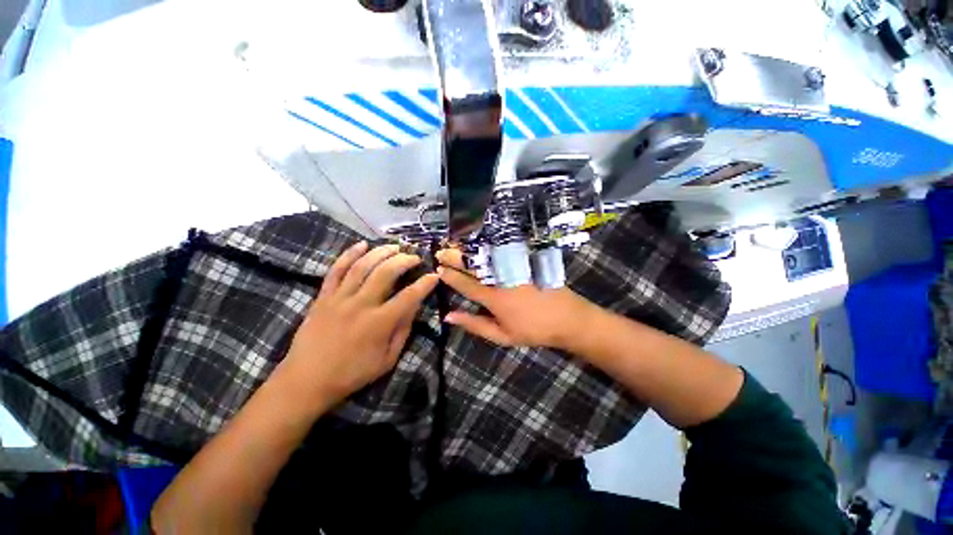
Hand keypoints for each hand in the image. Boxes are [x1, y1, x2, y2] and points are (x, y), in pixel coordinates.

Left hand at [281, 242, 438, 406]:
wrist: (306, 380)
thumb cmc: (351, 374)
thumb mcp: (387, 360)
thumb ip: (403, 331)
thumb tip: (414, 307)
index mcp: (379, 323)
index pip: (409, 297)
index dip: (424, 284)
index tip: (434, 275)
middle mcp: (361, 305)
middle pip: (386, 273)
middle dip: (404, 260)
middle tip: (415, 257)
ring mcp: (339, 298)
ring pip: (362, 266)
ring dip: (381, 252)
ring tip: (394, 246)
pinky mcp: (323, 297)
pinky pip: (336, 270)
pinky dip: (349, 254)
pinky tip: (362, 244)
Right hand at [435, 249, 599, 348]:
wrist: (567, 318)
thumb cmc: (533, 330)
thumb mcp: (502, 336)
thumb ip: (475, 325)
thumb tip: (449, 316)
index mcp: (493, 298)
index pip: (465, 284)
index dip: (450, 276)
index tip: (438, 269)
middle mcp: (500, 279)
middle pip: (473, 266)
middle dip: (455, 258)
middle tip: (441, 252)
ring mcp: (513, 268)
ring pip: (486, 256)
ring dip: (468, 250)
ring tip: (455, 245)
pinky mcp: (524, 262)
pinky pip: (502, 251)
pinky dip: (488, 246)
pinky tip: (481, 243)